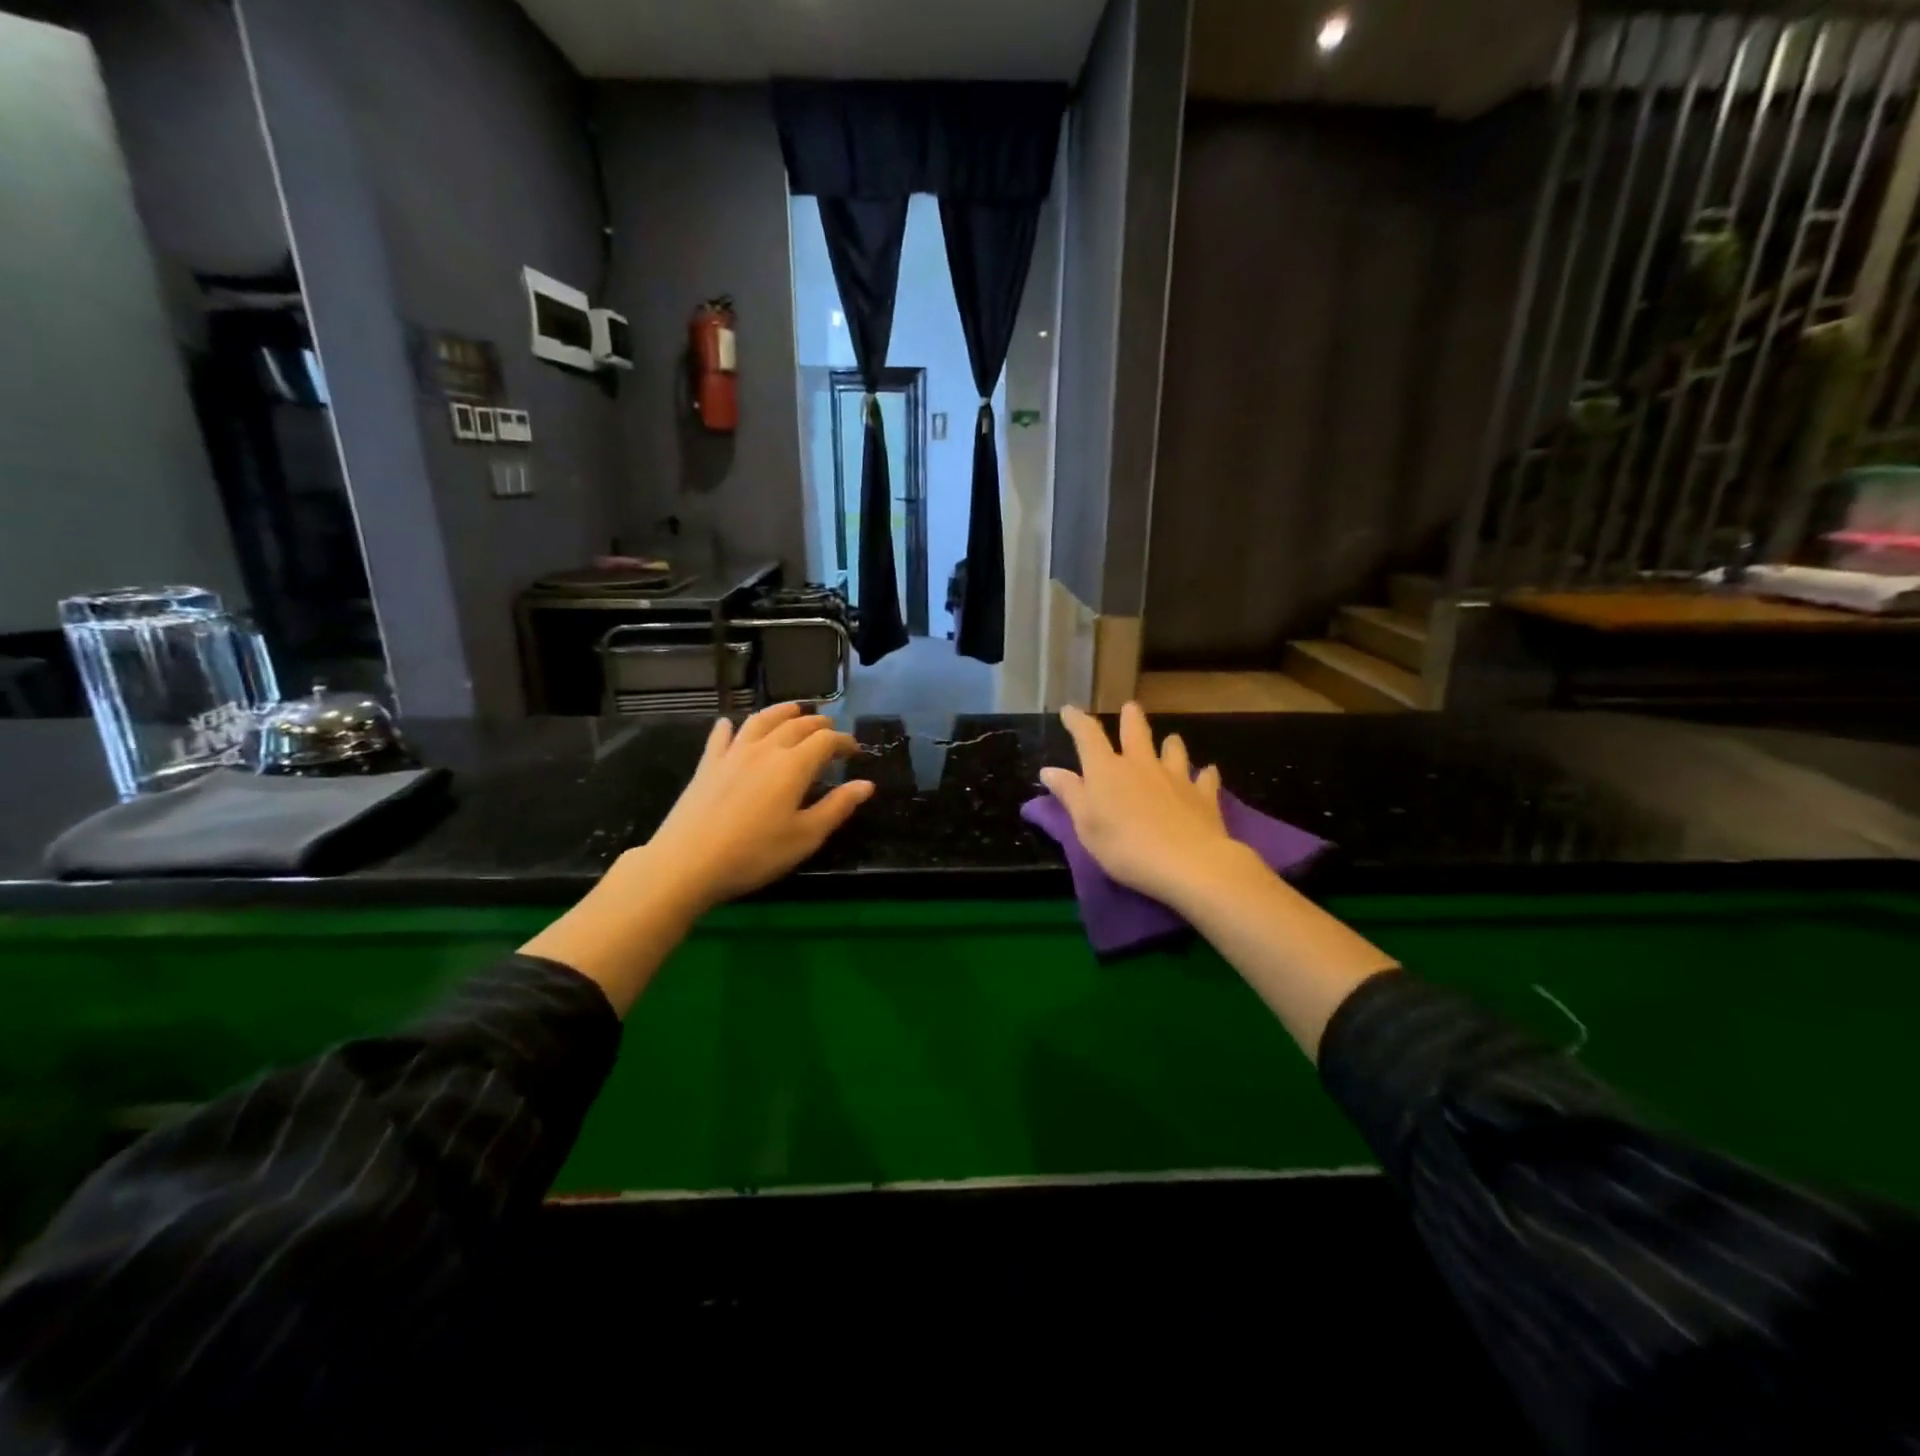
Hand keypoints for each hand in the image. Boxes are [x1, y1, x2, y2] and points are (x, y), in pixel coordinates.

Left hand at [641, 702, 873, 912]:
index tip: (855, 751)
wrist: (687, 862)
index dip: (844, 742)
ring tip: (794, 710)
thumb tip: (866, 784)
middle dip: (818, 725)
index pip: (826, 741)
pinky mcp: (707, 764)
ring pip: (761, 721)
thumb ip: (837, 807)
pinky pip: (721, 736)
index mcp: (794, 765)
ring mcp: (733, 754)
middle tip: (830, 731)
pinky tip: (730, 724)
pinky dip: (731, 727)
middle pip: (796, 725)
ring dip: (781, 712)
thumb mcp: (805, 836)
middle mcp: (765, 749)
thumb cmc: (755, 853)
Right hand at [1040, 703, 1252, 907]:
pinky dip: (1205, 774)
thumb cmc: (1125, 847)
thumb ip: (1070, 794)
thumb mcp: (1086, 825)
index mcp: (1107, 770)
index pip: (1088, 736)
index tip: (1069, 710)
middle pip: (1136, 732)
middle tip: (1130, 708)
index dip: (1077, 721)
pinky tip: (1207, 773)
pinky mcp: (1203, 795)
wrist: (1188, 863)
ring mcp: (1175, 777)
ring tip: (1170, 741)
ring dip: (1170, 744)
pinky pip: (1205, 777)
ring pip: (1173, 749)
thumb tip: (1049, 770)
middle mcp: (1141, 764)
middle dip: (1131, 718)